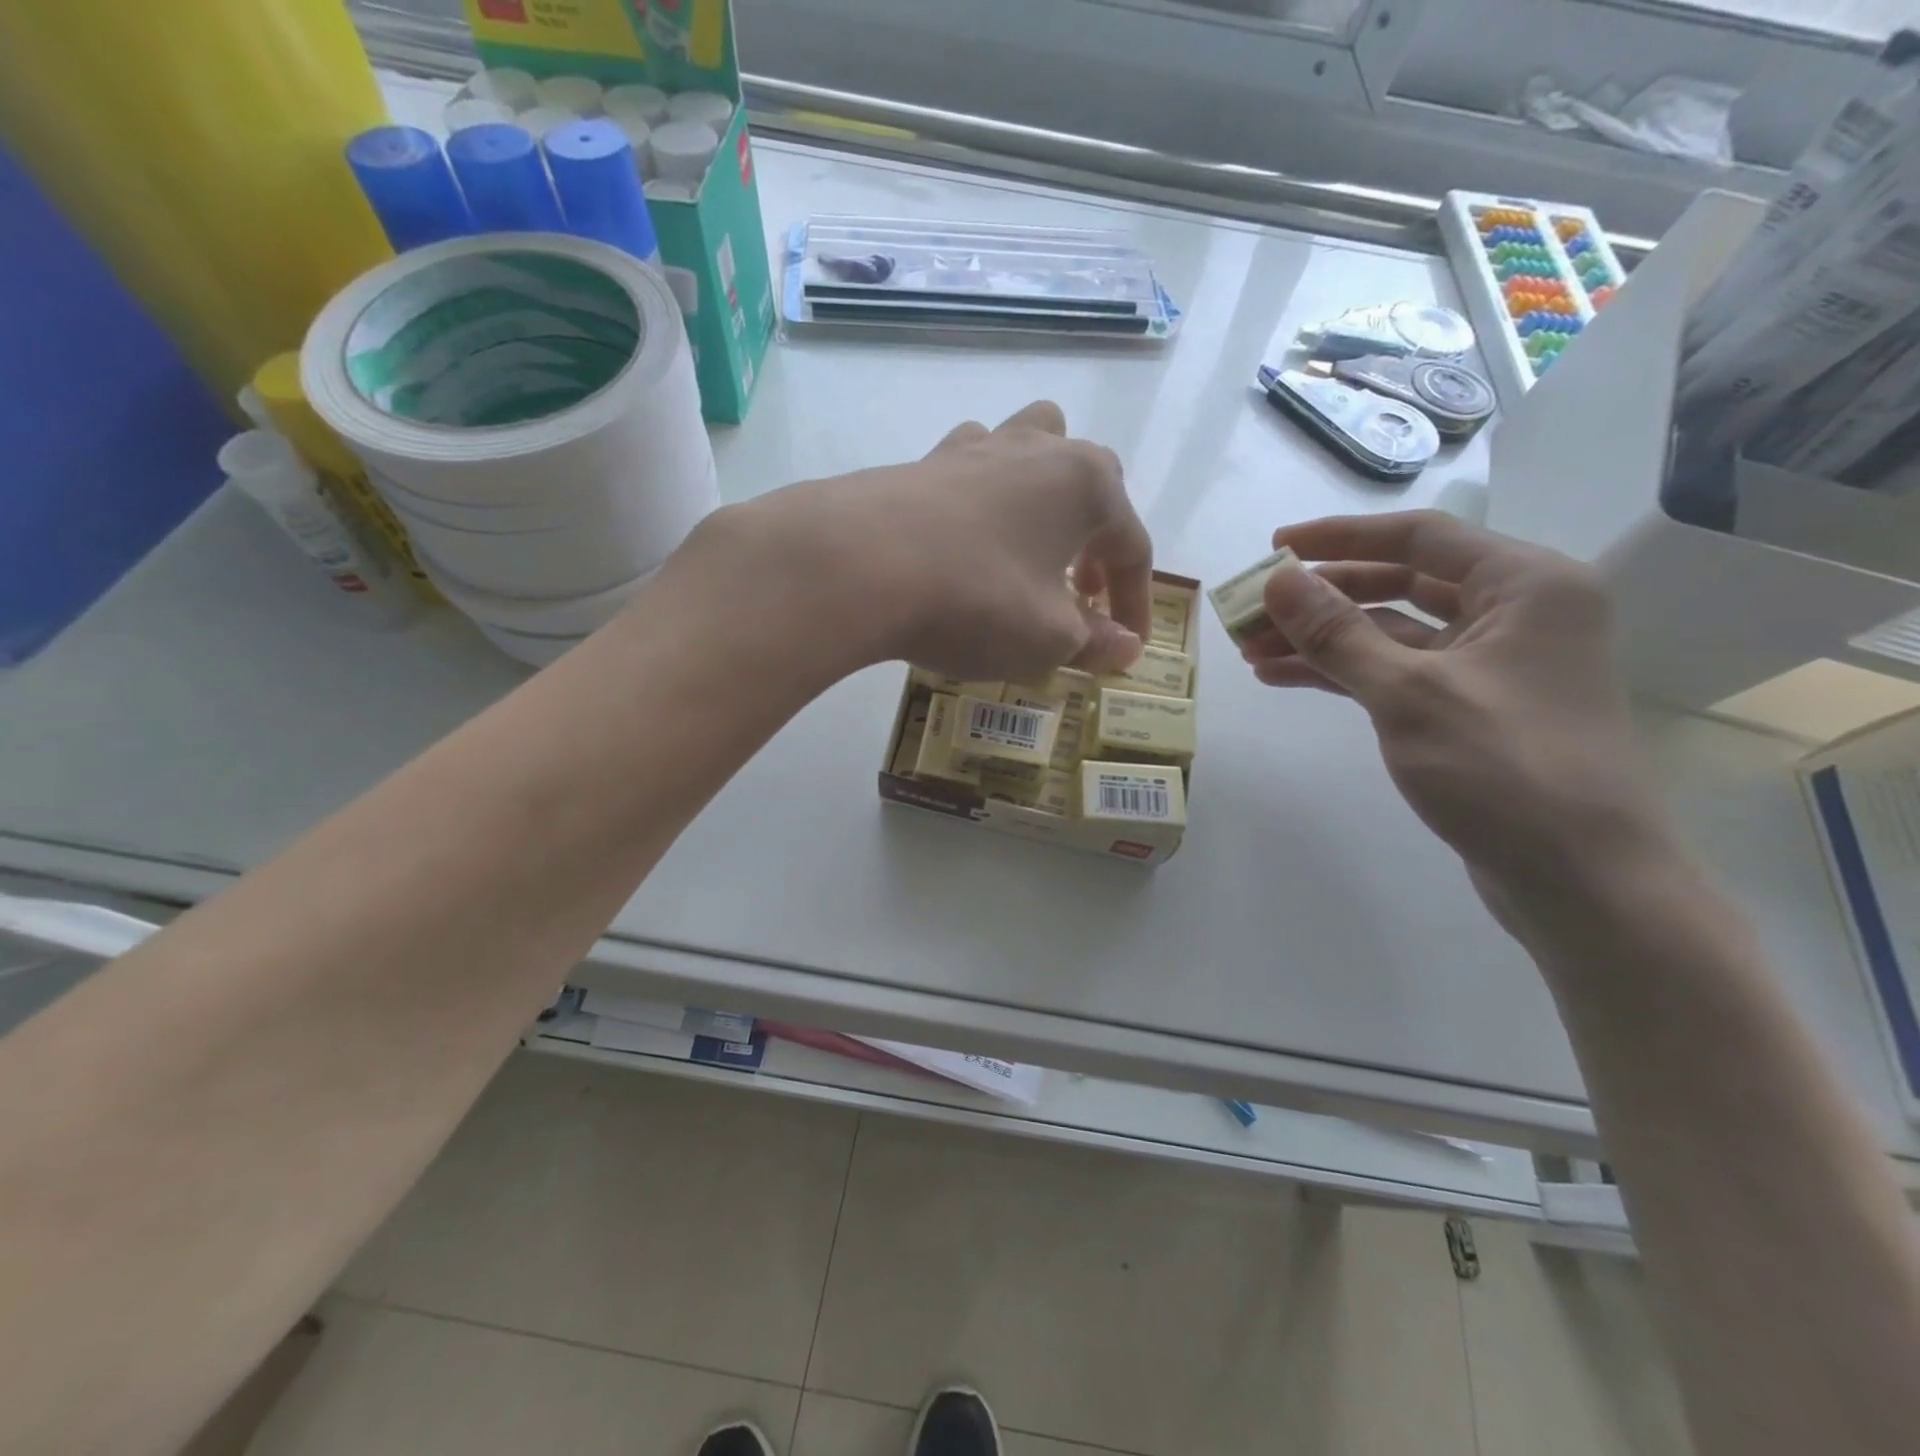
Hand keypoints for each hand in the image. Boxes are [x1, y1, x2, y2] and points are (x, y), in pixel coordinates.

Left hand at [692, 401, 1151, 681]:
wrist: (856, 565)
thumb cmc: (975, 600)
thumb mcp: (1047, 638)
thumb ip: (1094, 642)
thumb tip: (1126, 650)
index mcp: (1086, 484)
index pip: (1132, 545)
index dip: (1136, 601)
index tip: (1128, 644)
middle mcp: (1038, 449)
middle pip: (1092, 482)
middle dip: (1096, 539)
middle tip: (1081, 591)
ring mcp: (975, 448)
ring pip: (1032, 450)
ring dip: (1044, 494)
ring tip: (1029, 546)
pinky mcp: (923, 461)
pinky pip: (972, 471)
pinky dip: (984, 500)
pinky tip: (964, 539)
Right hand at [1239, 510, 1665, 882]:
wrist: (1579, 878)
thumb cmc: (1504, 769)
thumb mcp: (1407, 693)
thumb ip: (1337, 632)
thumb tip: (1277, 580)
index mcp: (1525, 585)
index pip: (1419, 538)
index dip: (1340, 537)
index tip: (1275, 547)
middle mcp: (1515, 612)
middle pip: (1401, 584)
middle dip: (1322, 597)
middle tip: (1254, 610)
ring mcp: (1491, 664)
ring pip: (1391, 632)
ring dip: (1323, 639)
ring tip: (1252, 650)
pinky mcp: (1470, 708)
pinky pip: (1396, 671)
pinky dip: (1344, 672)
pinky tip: (1286, 677)